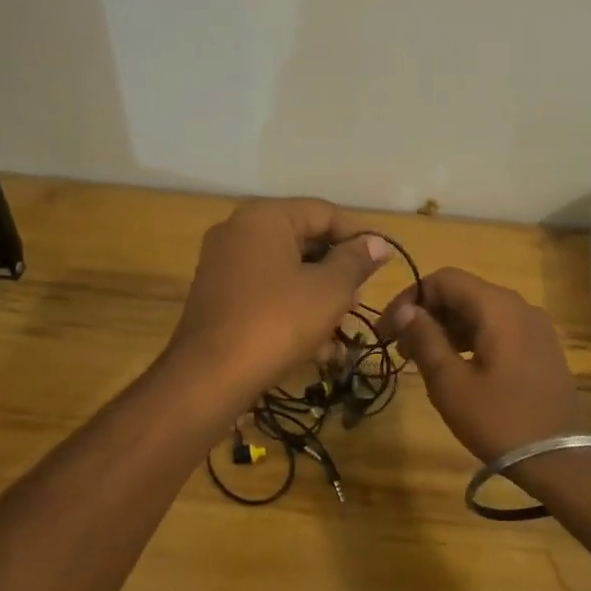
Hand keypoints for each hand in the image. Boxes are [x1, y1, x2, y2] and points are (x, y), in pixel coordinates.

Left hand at [167, 198, 389, 404]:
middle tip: (359, 300)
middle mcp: (239, 231)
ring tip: (341, 327)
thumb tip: (378, 243)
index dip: (358, 236)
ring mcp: (223, 265)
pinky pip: (265, 292)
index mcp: (265, 217)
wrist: (208, 377)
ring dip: (317, 296)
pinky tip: (315, 346)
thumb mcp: (329, 291)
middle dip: (337, 271)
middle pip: (303, 240)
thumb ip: (356, 261)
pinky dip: (291, 309)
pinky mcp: (217, 297)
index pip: (324, 212)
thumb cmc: (277, 323)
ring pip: (285, 270)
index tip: (382, 265)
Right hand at [379, 267, 583, 464]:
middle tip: (400, 349)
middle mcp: (519, 306)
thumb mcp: (451, 383)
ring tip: (422, 360)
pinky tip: (455, 367)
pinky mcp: (541, 348)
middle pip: (463, 293)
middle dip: (427, 314)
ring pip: (480, 312)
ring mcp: (535, 327)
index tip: (387, 330)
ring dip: (446, 328)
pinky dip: (470, 338)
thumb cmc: (499, 419)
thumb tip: (405, 310)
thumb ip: (425, 339)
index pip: (444, 279)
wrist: (560, 461)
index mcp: (497, 307)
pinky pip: (498, 329)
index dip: (409, 298)